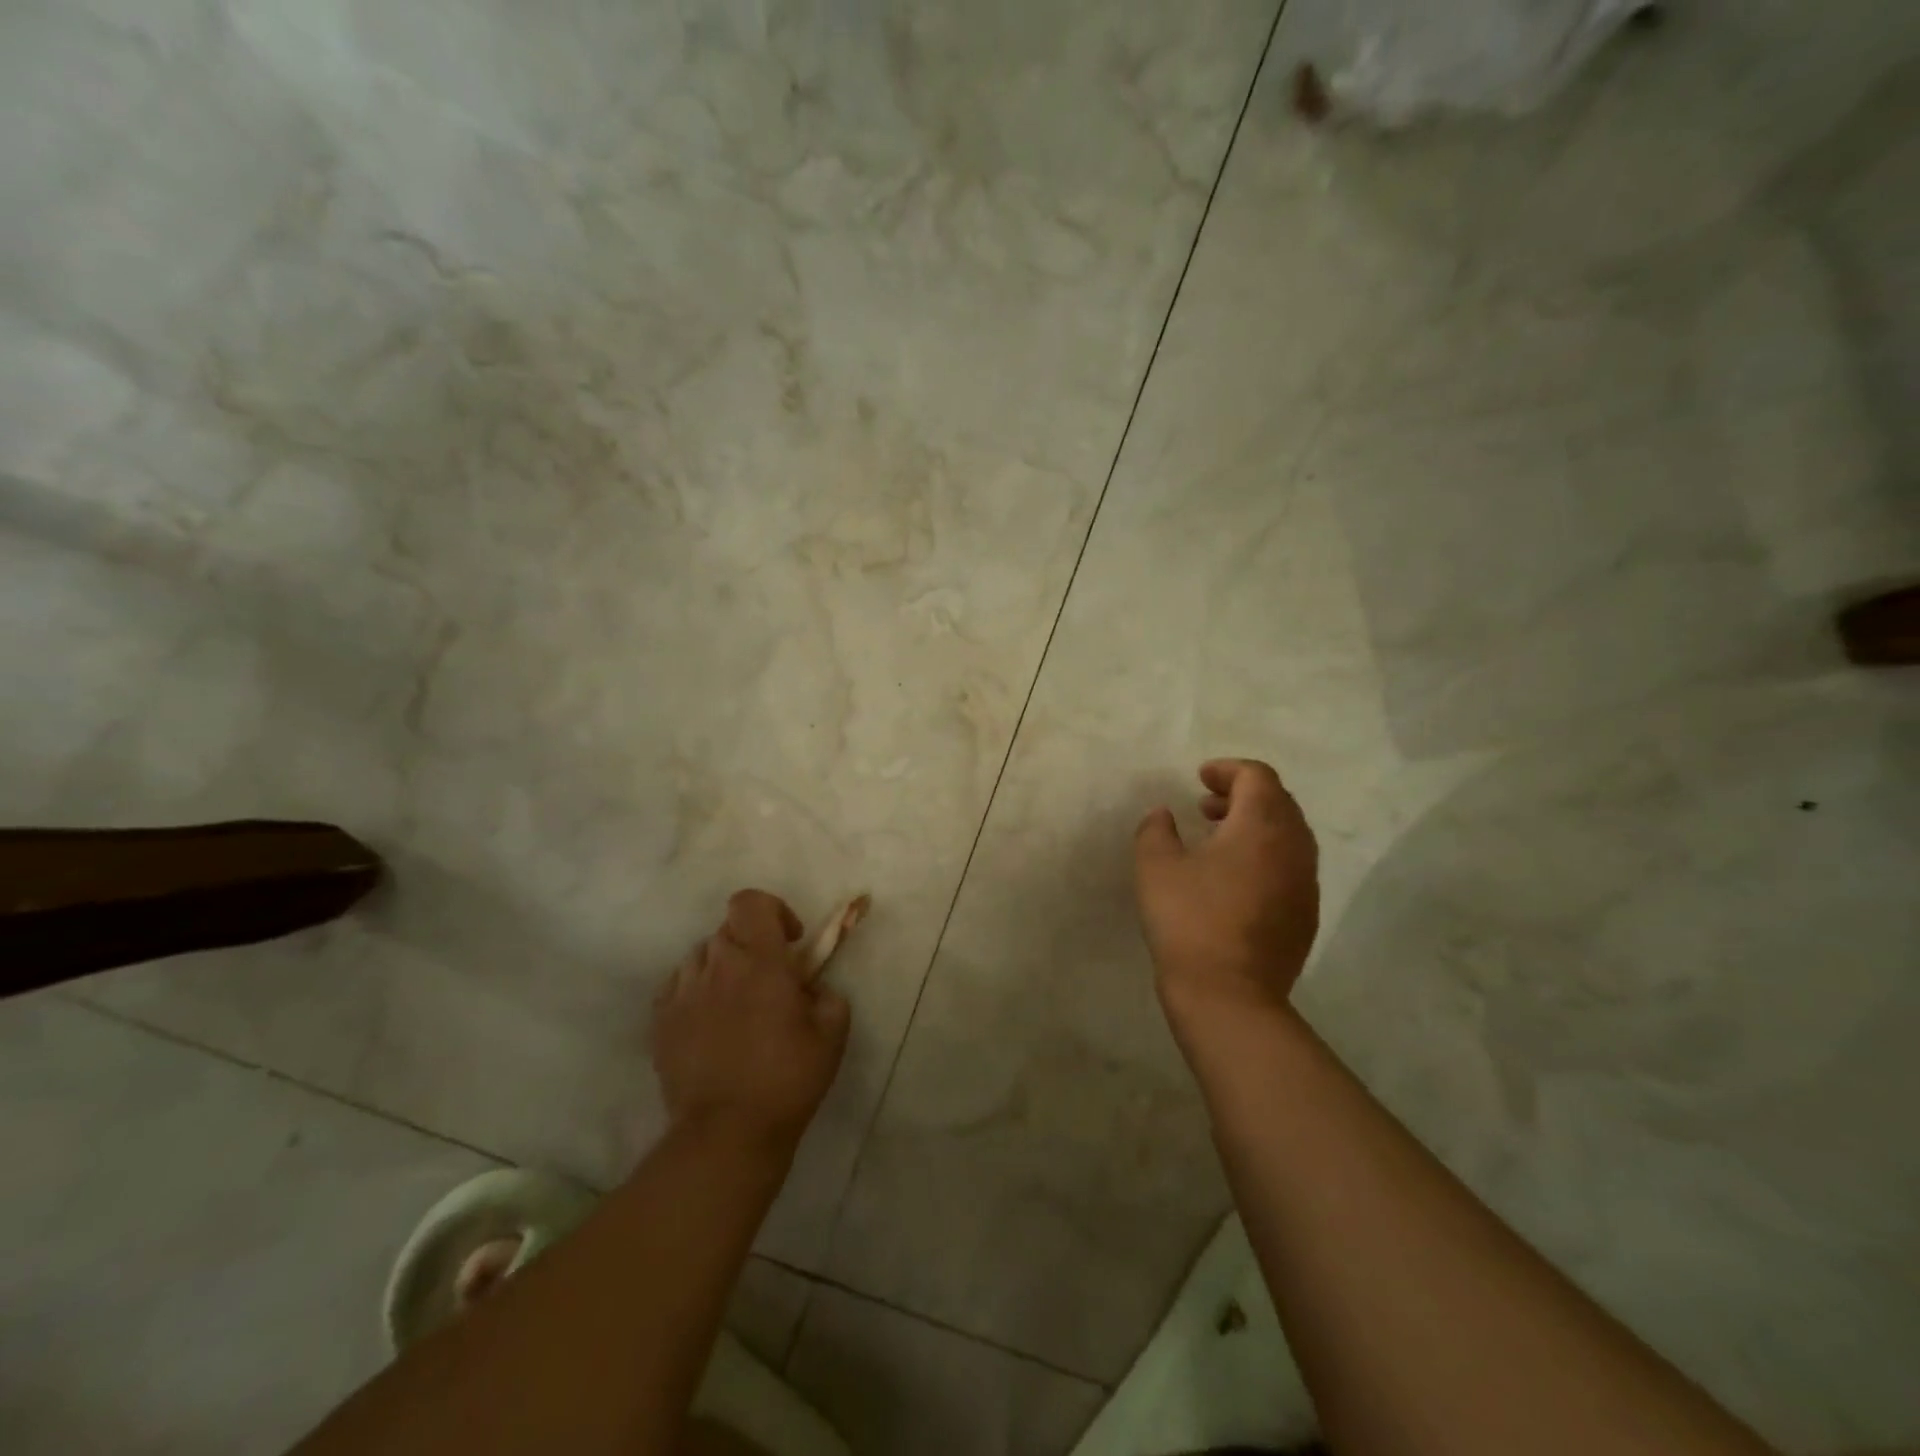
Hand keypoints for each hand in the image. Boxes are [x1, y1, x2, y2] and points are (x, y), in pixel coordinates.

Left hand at [651, 889, 850, 1148]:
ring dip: (722, 966)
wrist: (726, 1133)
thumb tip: (812, 988)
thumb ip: (828, 995)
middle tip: (768, 979)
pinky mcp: (661, 1022)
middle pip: (728, 929)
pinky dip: (695, 991)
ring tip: (736, 1002)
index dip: (772, 910)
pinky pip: (678, 986)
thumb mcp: (832, 1034)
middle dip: (751, 944)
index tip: (790, 942)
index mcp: (760, 961)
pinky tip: (709, 1022)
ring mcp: (683, 993)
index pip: (751, 903)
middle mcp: (717, 966)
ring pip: (701, 956)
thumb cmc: (787, 1079)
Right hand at [1134, 759, 1320, 1026]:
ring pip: (1288, 834)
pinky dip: (1265, 854)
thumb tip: (1164, 815)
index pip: (1257, 777)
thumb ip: (1156, 830)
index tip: (1200, 778)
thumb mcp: (1155, 866)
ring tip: (1217, 837)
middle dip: (1243, 794)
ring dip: (1255, 825)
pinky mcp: (1306, 914)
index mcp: (1262, 826)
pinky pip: (1290, 865)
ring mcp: (1305, 883)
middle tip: (1206, 804)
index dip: (1228, 770)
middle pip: (1279, 801)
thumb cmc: (1189, 920)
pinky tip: (1233, 877)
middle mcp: (1294, 847)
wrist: (1229, 996)